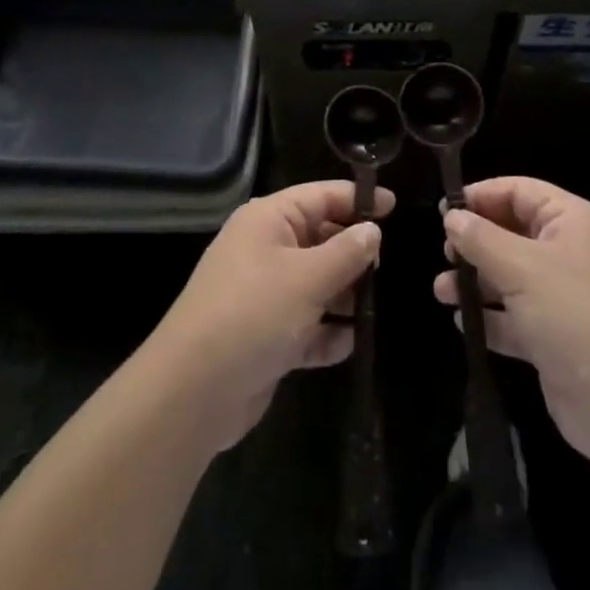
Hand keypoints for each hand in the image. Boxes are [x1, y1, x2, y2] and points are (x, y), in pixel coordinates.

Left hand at [154, 180, 394, 450]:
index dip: (358, 200)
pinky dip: (327, 333)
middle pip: (321, 239)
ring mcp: (265, 294)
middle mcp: (265, 250)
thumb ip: (346, 252)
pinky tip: (351, 344)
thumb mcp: (307, 278)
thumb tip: (373, 231)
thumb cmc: (252, 314)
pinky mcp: (266, 336)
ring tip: (380, 309)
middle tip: (392, 268)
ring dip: (345, 297)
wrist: (193, 392)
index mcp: (268, 220)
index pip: (320, 196)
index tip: (396, 207)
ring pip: (317, 284)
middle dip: (354, 254)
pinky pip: (307, 325)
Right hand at [435, 177, 589, 463]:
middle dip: (475, 242)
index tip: (444, 211)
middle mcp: (570, 252)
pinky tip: (462, 323)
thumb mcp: (522, 268)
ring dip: (475, 282)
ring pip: (510, 276)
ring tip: (441, 292)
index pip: (521, 191)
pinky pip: (515, 317)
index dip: (482, 196)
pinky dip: (490, 318)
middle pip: (513, 232)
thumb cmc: (575, 316)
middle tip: (445, 254)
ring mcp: (564, 297)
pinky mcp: (555, 337)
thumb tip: (452, 216)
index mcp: (573, 222)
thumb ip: (481, 239)